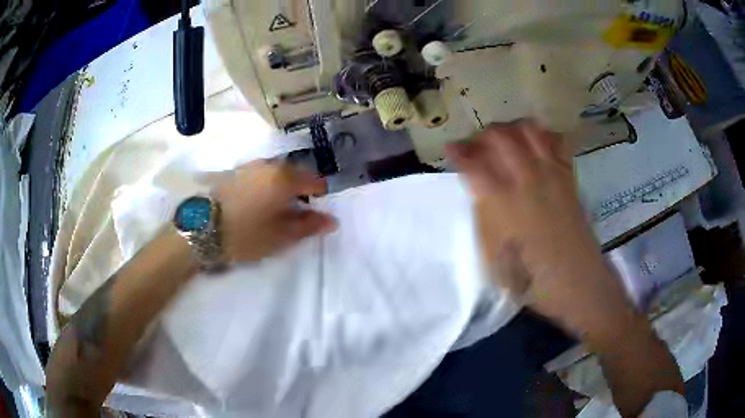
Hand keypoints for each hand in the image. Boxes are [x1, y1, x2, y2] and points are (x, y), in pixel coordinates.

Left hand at [213, 160, 336, 262]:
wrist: (201, 228)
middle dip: (300, 190)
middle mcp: (269, 165)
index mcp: (285, 178)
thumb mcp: (281, 236)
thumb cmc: (246, 234)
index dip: (320, 196)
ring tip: (276, 209)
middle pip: (295, 174)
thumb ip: (308, 226)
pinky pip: (259, 175)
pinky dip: (265, 186)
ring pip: (276, 173)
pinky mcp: (234, 172)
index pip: (315, 181)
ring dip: (281, 187)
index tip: (316, 213)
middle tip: (297, 213)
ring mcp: (249, 166)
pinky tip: (257, 202)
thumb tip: (332, 221)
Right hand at [447, 120, 631, 332]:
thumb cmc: (529, 276)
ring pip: (528, 130)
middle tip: (477, 147)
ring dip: (511, 129)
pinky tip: (537, 146)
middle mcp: (524, 177)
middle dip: (482, 135)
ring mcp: (549, 173)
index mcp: (500, 199)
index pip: (472, 162)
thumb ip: (483, 216)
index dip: (457, 152)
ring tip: (506, 141)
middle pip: (499, 135)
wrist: (575, 279)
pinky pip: (555, 141)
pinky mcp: (567, 176)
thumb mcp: (492, 254)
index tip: (450, 149)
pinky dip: (543, 136)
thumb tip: (478, 191)